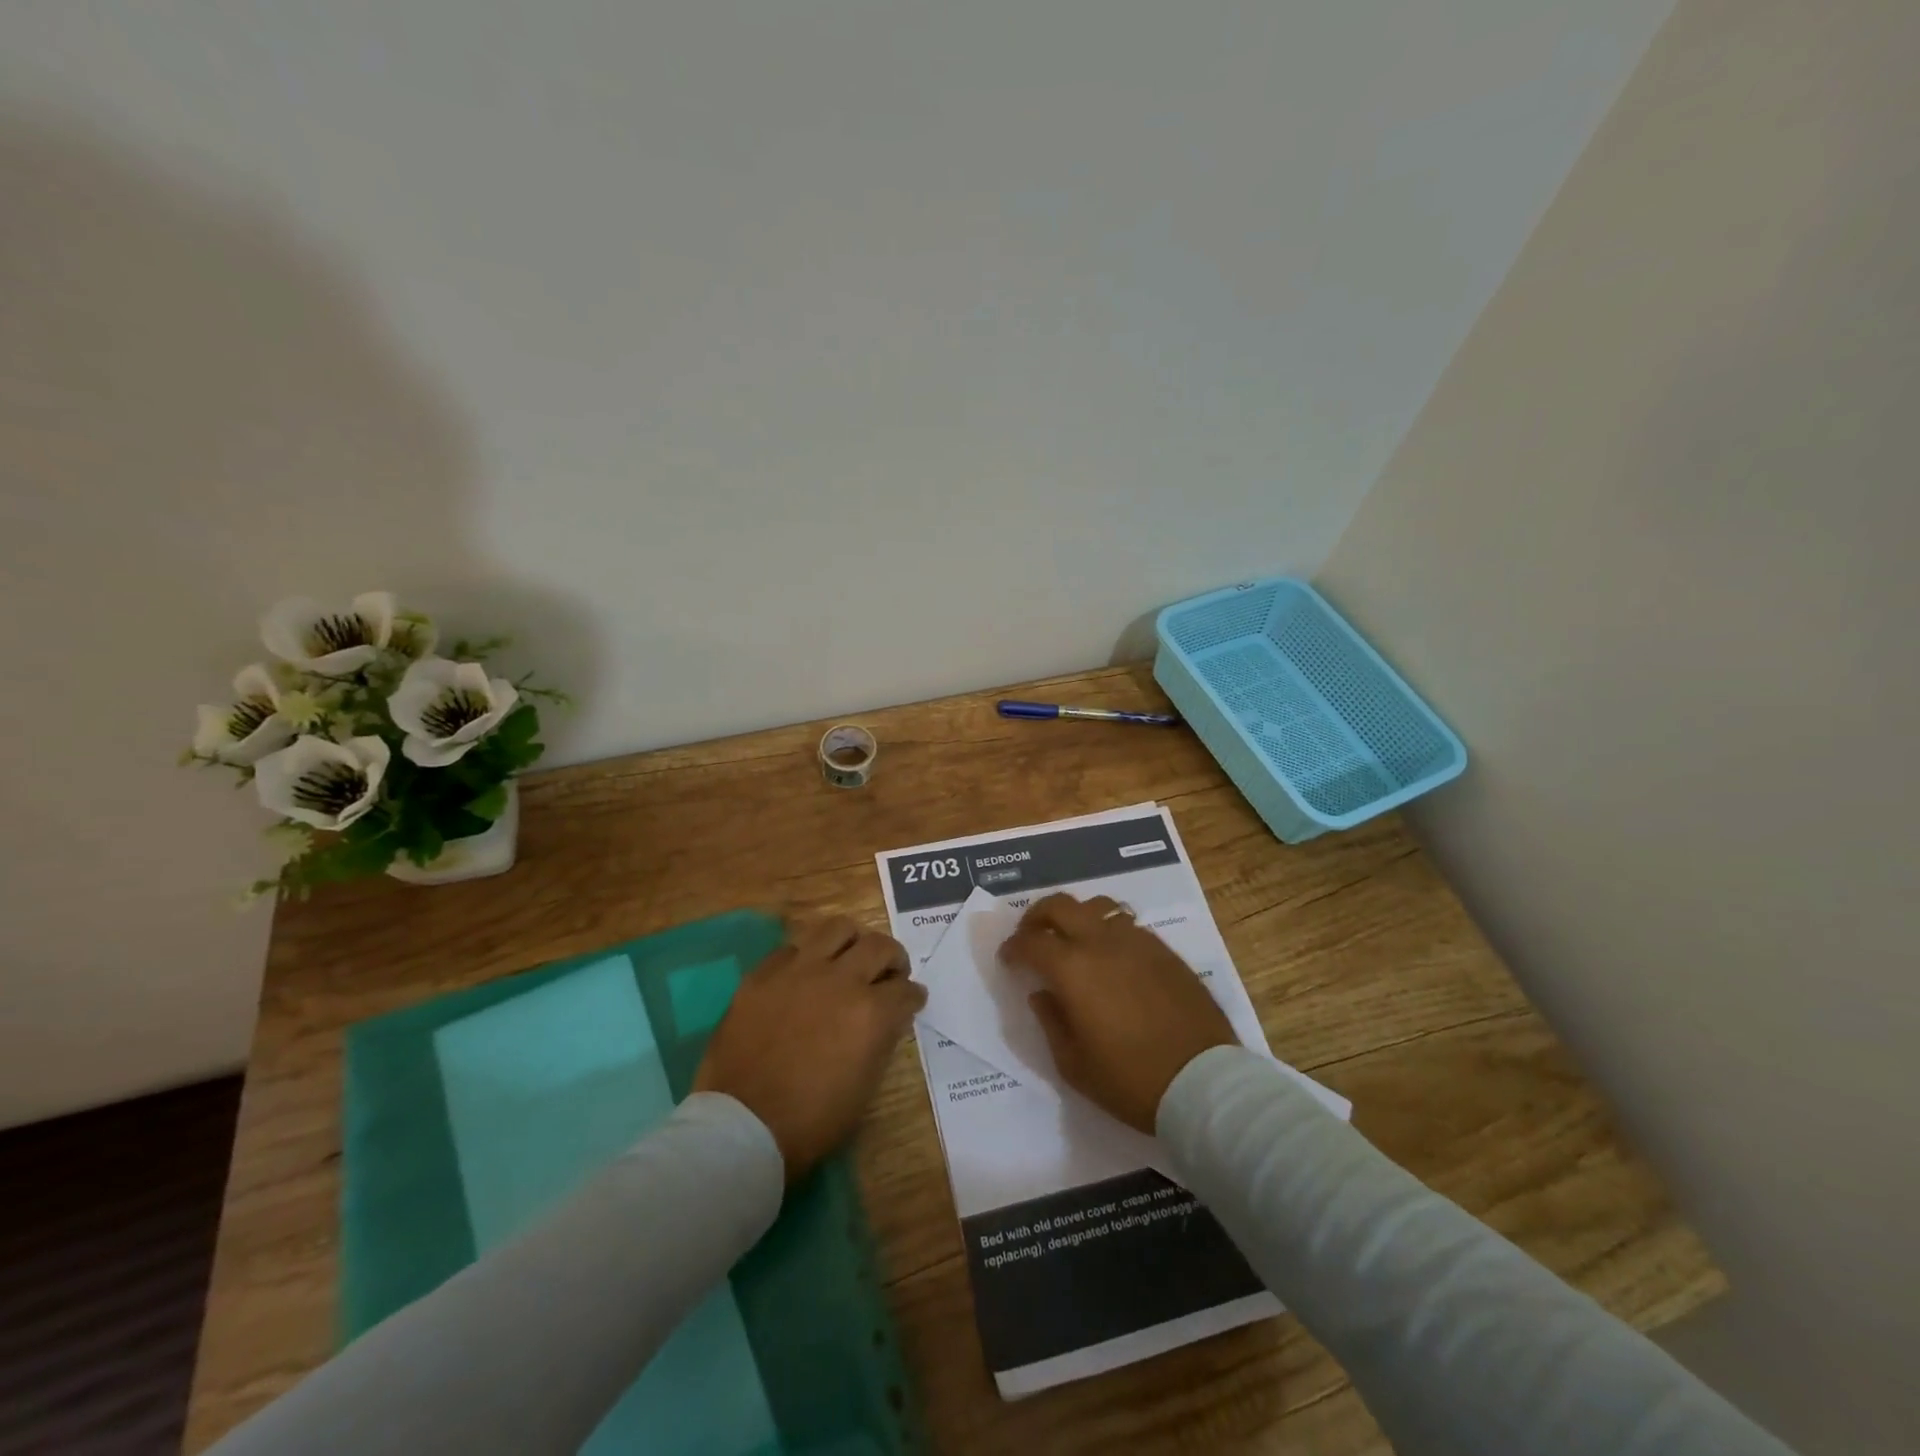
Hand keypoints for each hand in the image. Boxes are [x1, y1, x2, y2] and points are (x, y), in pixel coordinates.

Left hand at [694, 916, 925, 1180]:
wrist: (743, 1127)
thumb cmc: (812, 1120)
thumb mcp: (865, 1086)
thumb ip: (882, 1040)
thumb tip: (888, 1018)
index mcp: (871, 1013)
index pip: (906, 990)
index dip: (913, 996)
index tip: (912, 999)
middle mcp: (840, 980)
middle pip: (879, 946)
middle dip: (893, 959)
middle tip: (889, 972)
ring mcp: (799, 971)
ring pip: (837, 929)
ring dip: (852, 942)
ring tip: (849, 958)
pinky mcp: (763, 974)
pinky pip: (792, 949)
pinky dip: (806, 958)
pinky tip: (804, 976)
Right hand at [1000, 893, 1238, 1132]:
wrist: (1203, 1082)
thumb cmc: (1130, 1081)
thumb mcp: (1074, 1065)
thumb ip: (1051, 1022)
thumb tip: (1042, 993)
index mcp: (1073, 968)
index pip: (1030, 942)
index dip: (1013, 947)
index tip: (1008, 959)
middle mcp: (1102, 942)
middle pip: (1060, 905)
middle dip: (1037, 915)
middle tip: (1032, 935)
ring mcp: (1137, 941)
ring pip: (1098, 907)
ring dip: (1077, 917)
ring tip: (1074, 940)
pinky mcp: (1165, 951)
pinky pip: (1128, 925)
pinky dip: (1109, 931)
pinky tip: (1112, 957)